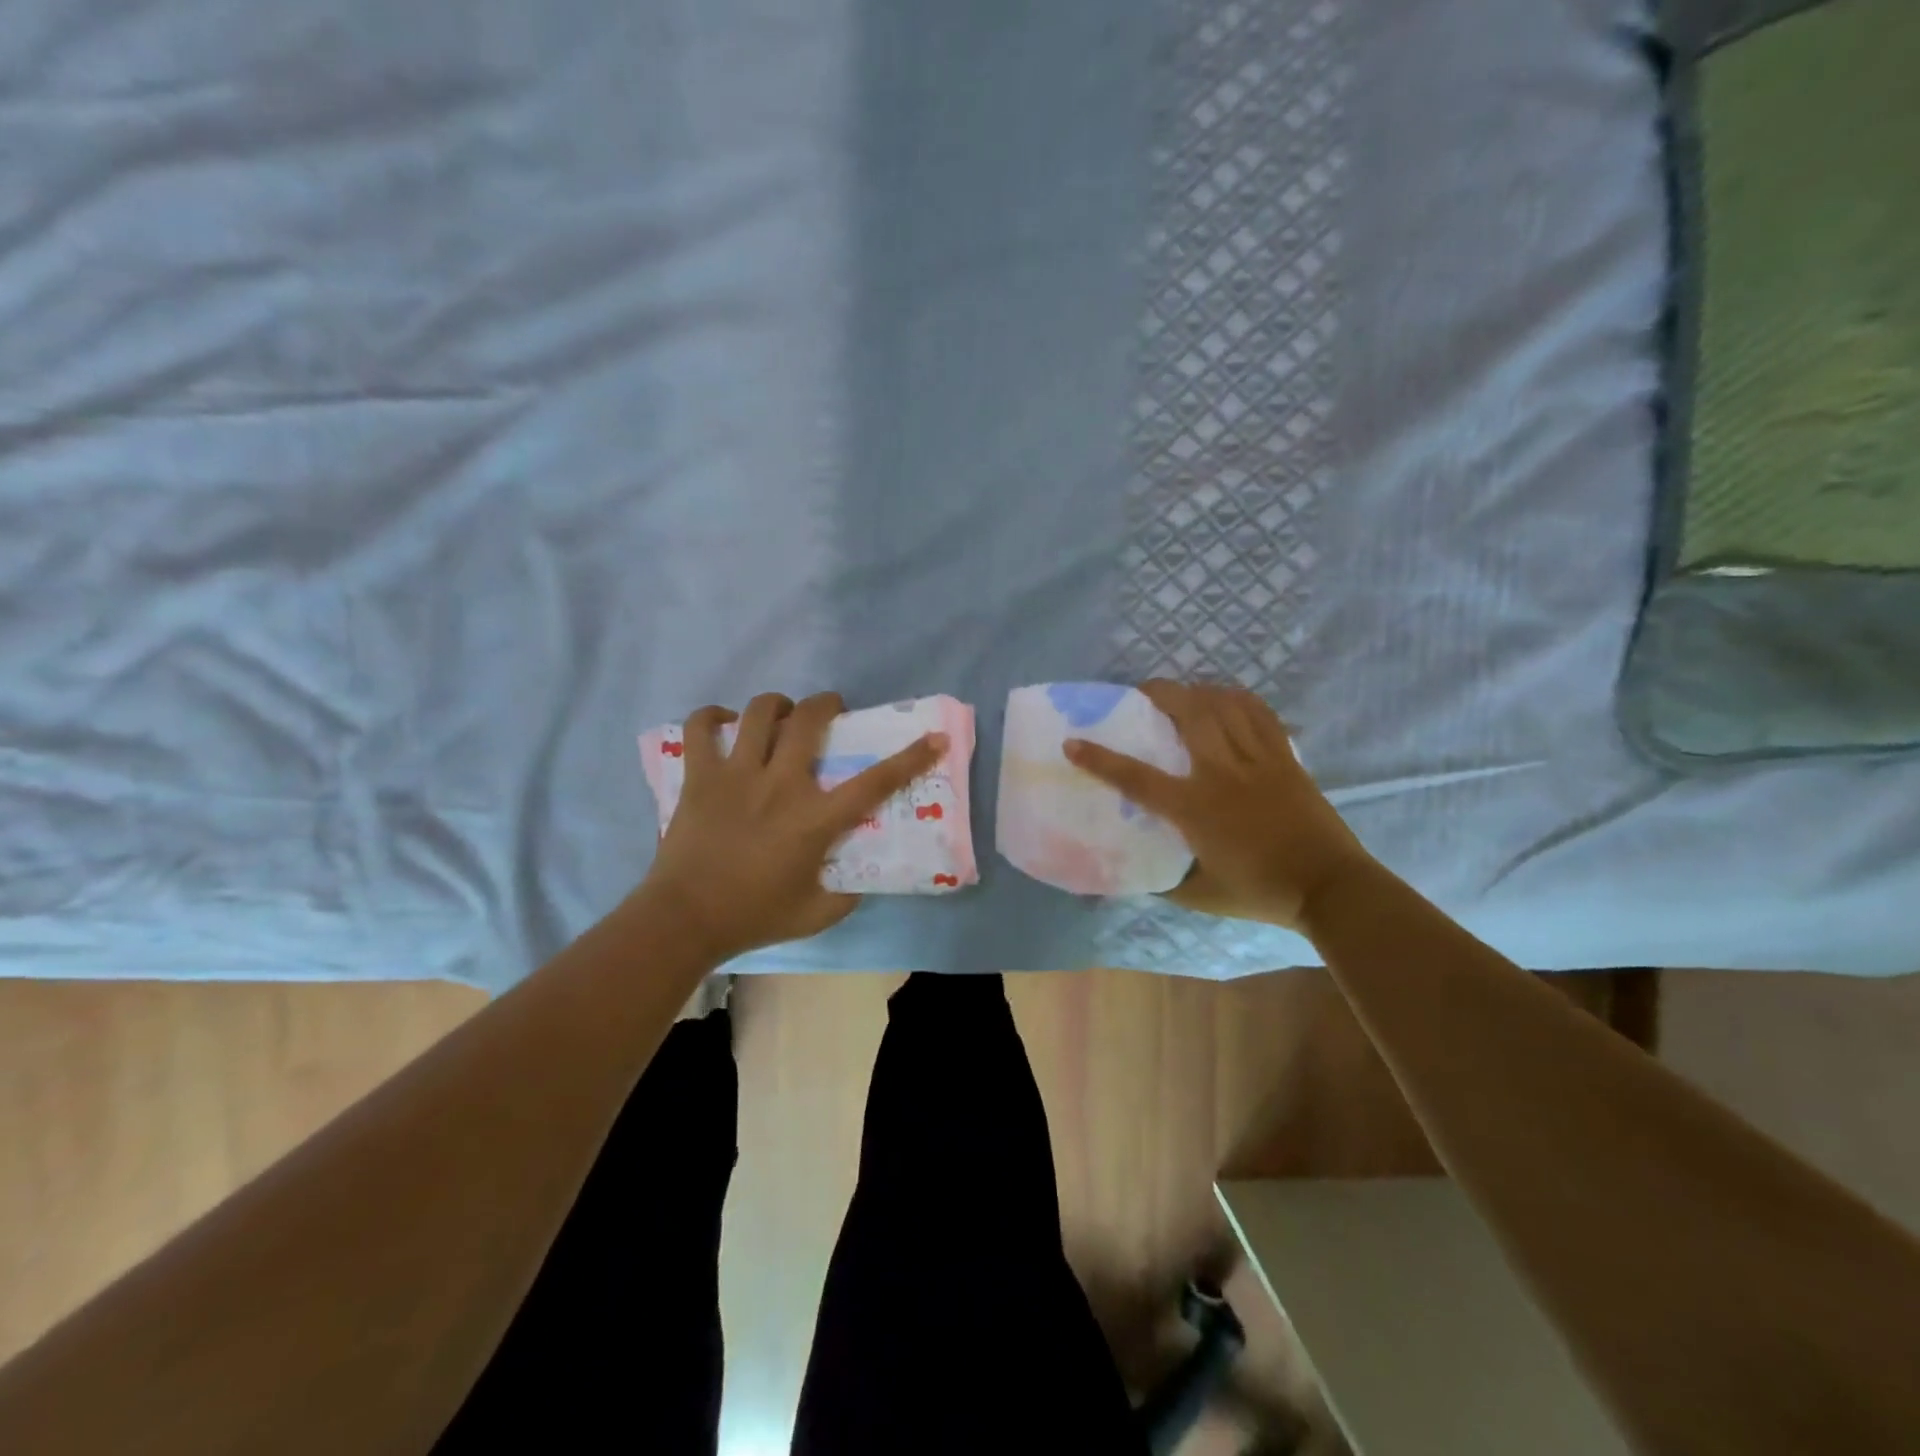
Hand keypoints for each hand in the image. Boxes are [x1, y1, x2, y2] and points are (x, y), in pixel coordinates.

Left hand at [640, 691, 945, 961]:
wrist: (684, 920)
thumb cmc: (753, 916)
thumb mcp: (816, 914)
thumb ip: (847, 895)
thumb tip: (861, 878)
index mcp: (814, 819)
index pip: (874, 782)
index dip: (911, 757)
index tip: (934, 737)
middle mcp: (780, 785)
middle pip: (808, 721)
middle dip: (827, 704)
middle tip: (832, 710)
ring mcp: (736, 775)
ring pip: (758, 712)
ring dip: (777, 704)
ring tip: (780, 713)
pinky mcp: (700, 776)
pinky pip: (701, 727)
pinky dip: (712, 717)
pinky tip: (724, 725)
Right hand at [1063, 680, 1373, 932]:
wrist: (1329, 888)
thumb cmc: (1261, 892)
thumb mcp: (1201, 897)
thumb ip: (1166, 884)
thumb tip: (1139, 878)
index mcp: (1195, 808)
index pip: (1136, 778)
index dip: (1099, 759)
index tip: (1073, 742)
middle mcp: (1221, 774)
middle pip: (1188, 714)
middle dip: (1160, 693)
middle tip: (1143, 691)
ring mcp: (1258, 761)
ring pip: (1224, 705)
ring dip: (1198, 691)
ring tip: (1184, 693)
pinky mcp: (1285, 759)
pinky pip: (1261, 714)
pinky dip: (1240, 699)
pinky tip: (1228, 699)